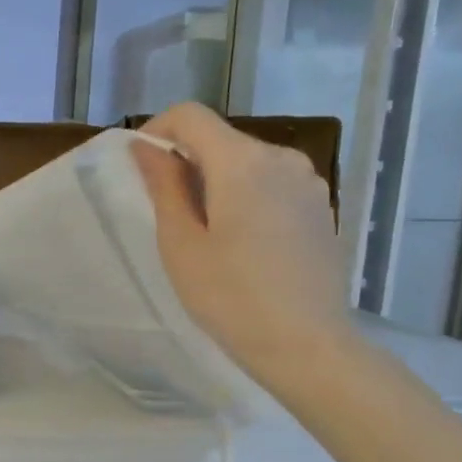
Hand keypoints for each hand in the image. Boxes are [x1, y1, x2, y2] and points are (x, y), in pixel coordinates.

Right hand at [131, 103, 354, 386]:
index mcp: (242, 162)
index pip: (190, 117)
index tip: (140, 167)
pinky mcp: (320, 206)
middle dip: (186, 161)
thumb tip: (147, 148)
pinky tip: (241, 242)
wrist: (306, 344)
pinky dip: (245, 195)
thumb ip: (164, 186)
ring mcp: (308, 181)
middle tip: (166, 212)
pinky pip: (271, 182)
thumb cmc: (230, 297)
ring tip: (205, 232)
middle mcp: (281, 158)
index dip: (158, 131)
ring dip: (216, 180)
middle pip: (220, 138)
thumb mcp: (181, 243)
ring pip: (246, 161)